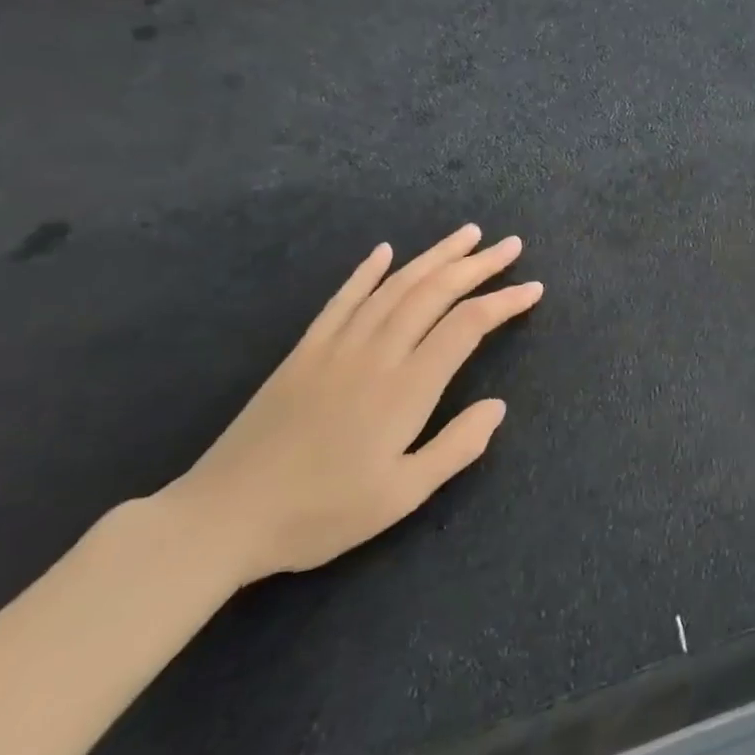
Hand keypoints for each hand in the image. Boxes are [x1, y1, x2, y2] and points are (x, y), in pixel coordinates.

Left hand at [160, 224, 542, 587]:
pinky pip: (342, 300)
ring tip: (467, 235)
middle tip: (510, 245)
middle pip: (434, 293)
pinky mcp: (304, 352)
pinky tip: (385, 252)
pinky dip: (366, 272)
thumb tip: (498, 406)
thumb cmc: (321, 513)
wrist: (221, 518)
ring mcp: (335, 347)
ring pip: (394, 287)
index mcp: (406, 387)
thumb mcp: (402, 495)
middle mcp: (375, 354)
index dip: (503, 302)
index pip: (466, 326)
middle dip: (477, 265)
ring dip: (434, 257)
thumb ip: (457, 447)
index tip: (533, 289)